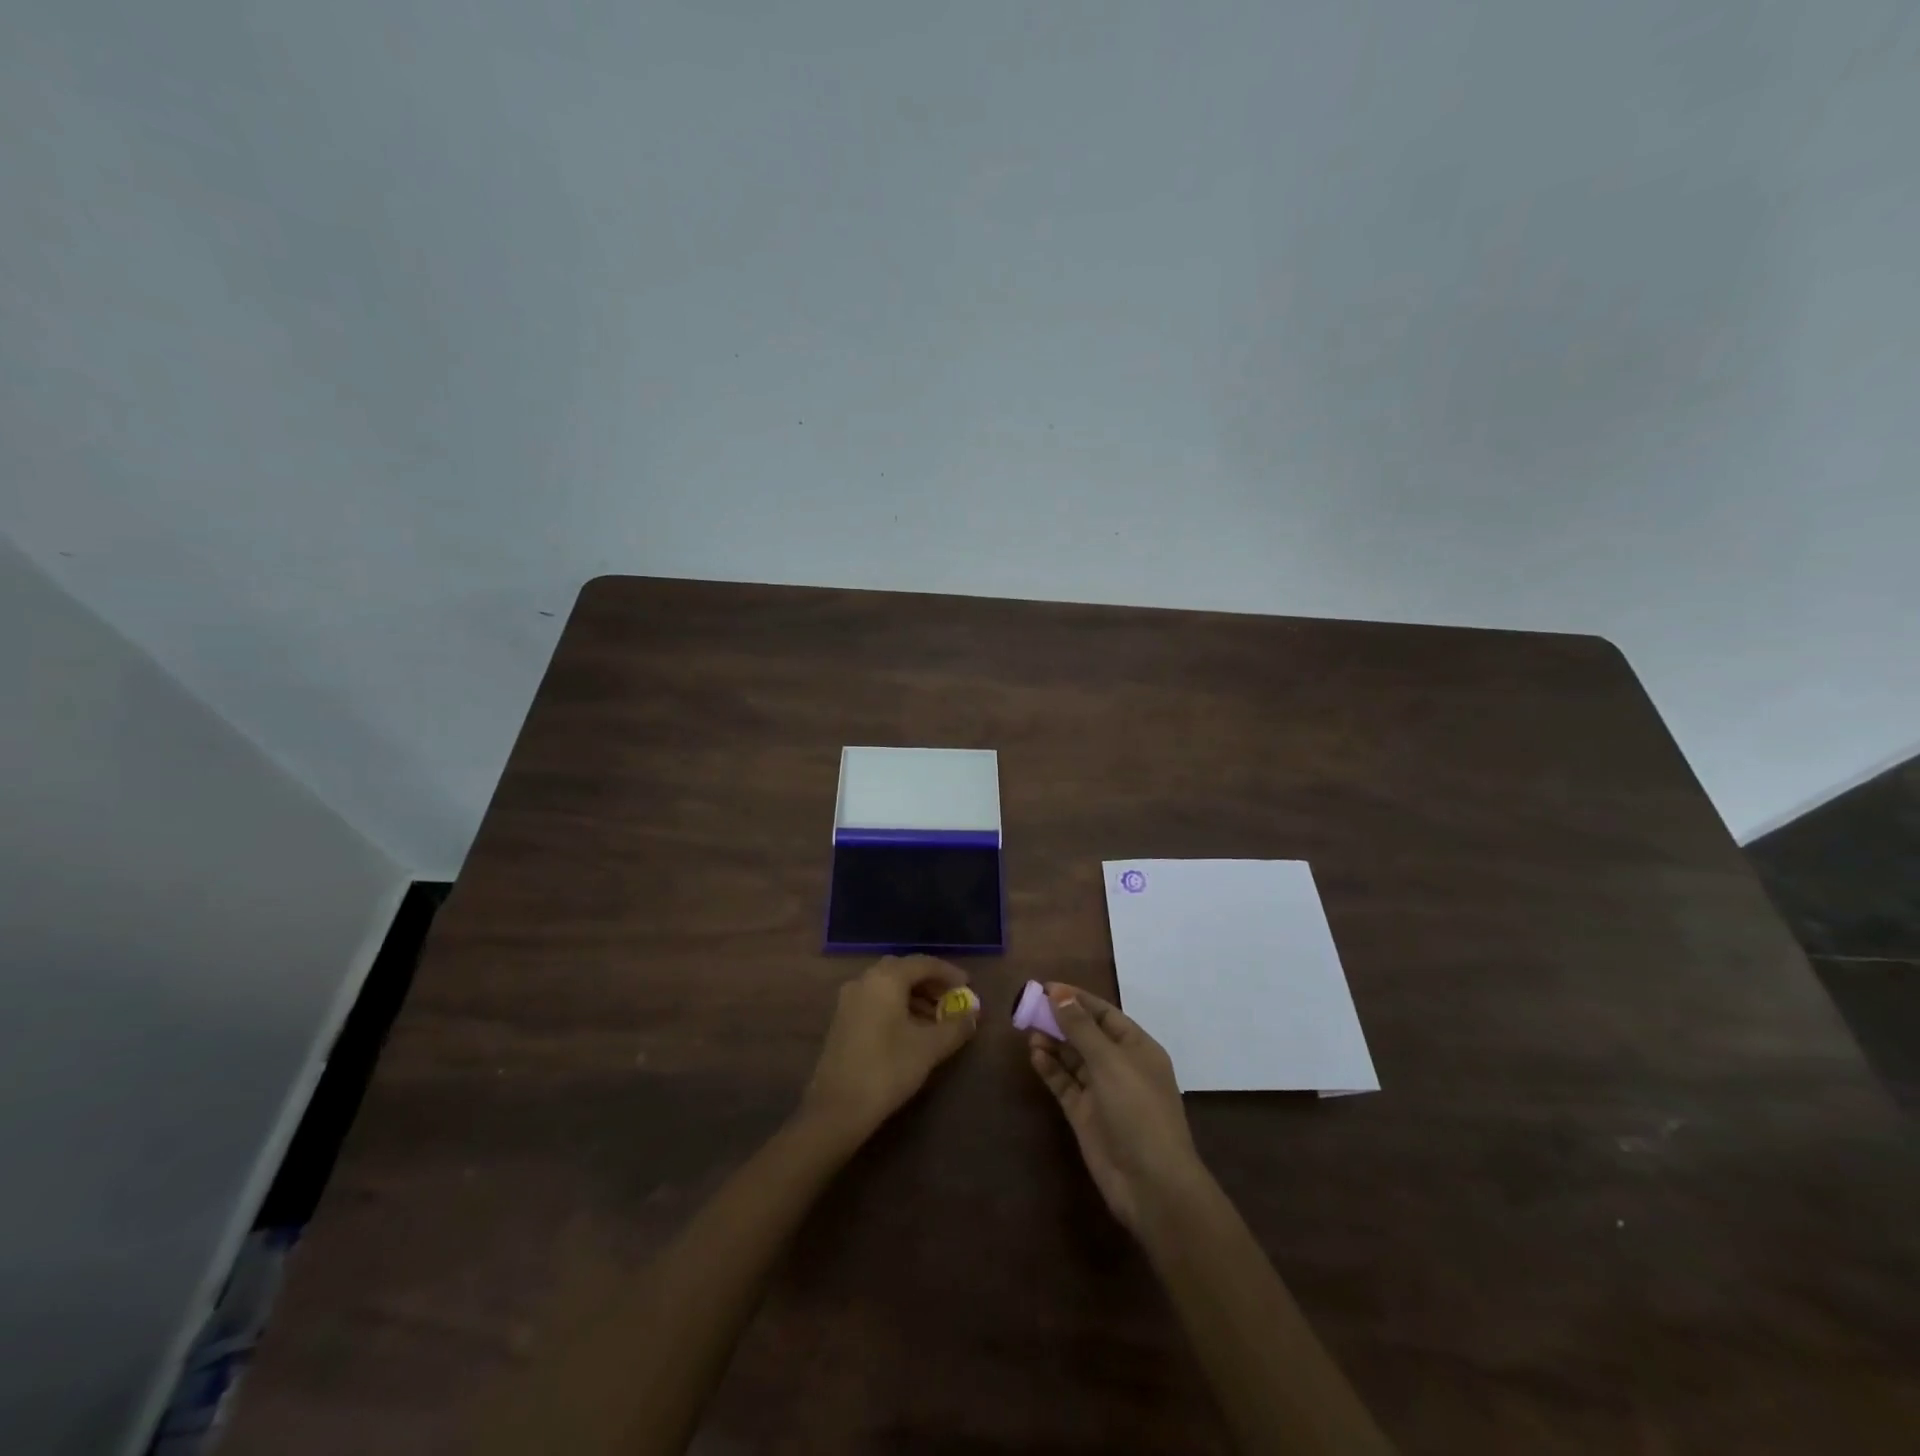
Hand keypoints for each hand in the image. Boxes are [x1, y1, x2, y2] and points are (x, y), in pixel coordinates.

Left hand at [801, 956, 977, 1142]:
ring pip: (888, 986)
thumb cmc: (887, 1069)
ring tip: (936, 1018)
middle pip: (903, 970)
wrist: (837, 1108)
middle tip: (951, 999)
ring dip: (914, 996)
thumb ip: (955, 1026)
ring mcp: (849, 999)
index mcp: (886, 979)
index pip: (923, 963)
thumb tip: (973, 1015)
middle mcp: (864, 980)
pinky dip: (897, 1006)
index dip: (949, 973)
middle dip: (930, 983)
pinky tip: (911, 1030)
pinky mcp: (842, 1019)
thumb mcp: (929, 1048)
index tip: (968, 986)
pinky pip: (876, 1000)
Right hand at [1028, 983, 1205, 1235]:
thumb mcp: (1109, 1062)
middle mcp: (1120, 1066)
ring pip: (1073, 1059)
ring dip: (1053, 1043)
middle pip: (1086, 1034)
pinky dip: (1050, 1069)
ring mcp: (1102, 1092)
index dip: (1077, 999)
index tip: (1046, 987)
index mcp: (1137, 1048)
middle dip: (1060, 1020)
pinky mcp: (1086, 1115)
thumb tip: (1059, 992)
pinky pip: (1065, 1084)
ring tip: (1027, 1030)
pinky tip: (1034, 1055)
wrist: (1151, 1184)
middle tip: (1029, 1007)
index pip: (1104, 1014)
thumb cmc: (1138, 1111)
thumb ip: (1081, 1027)